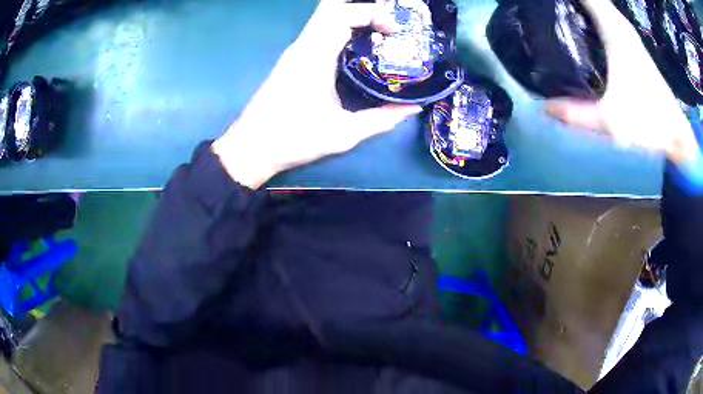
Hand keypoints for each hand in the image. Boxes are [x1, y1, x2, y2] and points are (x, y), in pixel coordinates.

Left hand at [212, 0, 421, 188]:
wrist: (251, 147)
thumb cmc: (294, 139)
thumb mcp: (344, 134)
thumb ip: (381, 120)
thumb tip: (412, 109)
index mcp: (314, 56)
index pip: (343, 15)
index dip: (373, 14)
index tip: (394, 31)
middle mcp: (303, 45)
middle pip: (331, 7)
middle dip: (362, 8)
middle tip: (387, 25)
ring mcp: (295, 50)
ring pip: (323, 16)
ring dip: (352, 16)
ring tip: (378, 32)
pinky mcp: (292, 58)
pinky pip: (319, 30)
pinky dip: (341, 27)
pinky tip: (356, 46)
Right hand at [544, 0, 699, 164]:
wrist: (675, 133)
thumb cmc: (648, 122)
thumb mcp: (610, 122)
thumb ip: (576, 114)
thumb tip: (544, 107)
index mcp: (614, 32)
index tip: (544, 1)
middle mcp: (620, 25)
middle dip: (569, 0)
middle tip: (546, 7)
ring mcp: (627, 33)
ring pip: (599, 5)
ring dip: (581, 5)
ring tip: (560, 11)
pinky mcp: (632, 43)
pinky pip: (606, 15)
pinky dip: (591, 12)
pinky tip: (580, 23)